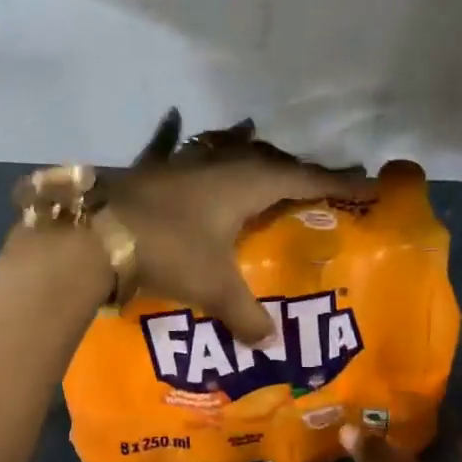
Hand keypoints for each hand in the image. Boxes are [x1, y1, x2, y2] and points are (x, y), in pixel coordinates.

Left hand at [108, 112, 371, 342]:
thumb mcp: (213, 288)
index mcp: (244, 184)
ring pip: (224, 149)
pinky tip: (174, 117)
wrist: (94, 236)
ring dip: (246, 151)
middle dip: (295, 169)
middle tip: (316, 179)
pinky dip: (175, 135)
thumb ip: (246, 315)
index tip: (366, 182)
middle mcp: (217, 164)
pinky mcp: (148, 171)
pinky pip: (171, 147)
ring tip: (260, 147)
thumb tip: (269, 344)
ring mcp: (180, 163)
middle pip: (267, 160)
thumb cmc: (168, 253)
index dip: (334, 182)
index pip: (301, 180)